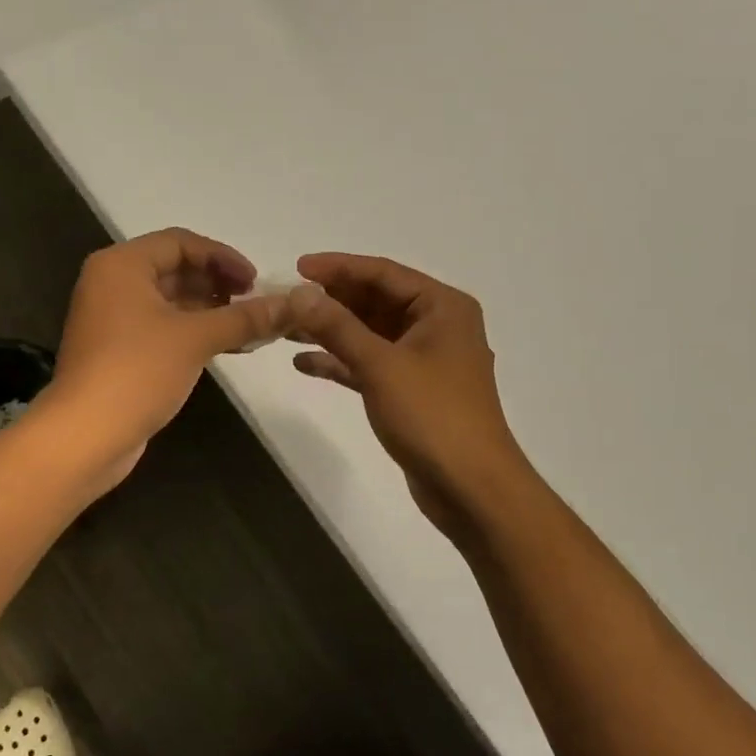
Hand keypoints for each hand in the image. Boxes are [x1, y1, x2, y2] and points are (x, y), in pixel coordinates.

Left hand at [41, 229, 292, 490]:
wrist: (86, 436)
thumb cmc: (137, 372)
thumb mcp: (197, 338)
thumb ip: (245, 317)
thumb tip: (293, 304)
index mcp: (122, 265)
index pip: (180, 242)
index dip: (223, 257)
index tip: (256, 281)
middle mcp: (113, 284)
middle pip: (175, 269)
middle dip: (218, 284)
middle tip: (255, 304)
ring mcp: (114, 319)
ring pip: (171, 301)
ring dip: (211, 310)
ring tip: (249, 327)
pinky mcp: (120, 351)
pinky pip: (164, 328)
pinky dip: (195, 332)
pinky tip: (229, 347)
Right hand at [288, 253, 527, 532]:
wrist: (470, 487)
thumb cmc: (432, 416)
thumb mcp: (381, 365)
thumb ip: (338, 326)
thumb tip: (299, 293)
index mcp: (442, 307)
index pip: (383, 273)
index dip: (338, 268)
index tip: (295, 268)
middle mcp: (436, 326)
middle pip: (376, 301)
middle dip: (331, 301)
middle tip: (284, 300)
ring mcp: (424, 361)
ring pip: (370, 334)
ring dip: (331, 331)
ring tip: (285, 329)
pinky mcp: (411, 392)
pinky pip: (371, 365)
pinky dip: (341, 363)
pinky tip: (304, 363)